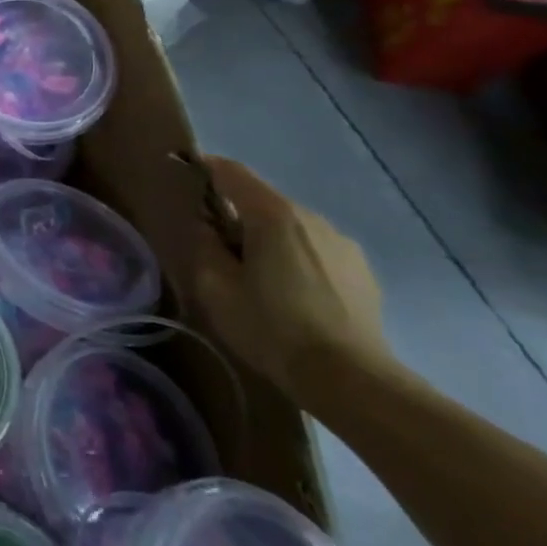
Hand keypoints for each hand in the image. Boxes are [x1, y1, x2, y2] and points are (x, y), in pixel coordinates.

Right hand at [193, 157, 390, 396]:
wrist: (350, 378)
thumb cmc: (271, 328)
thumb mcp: (216, 288)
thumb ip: (205, 246)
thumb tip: (207, 227)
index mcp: (273, 215)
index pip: (232, 173)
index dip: (205, 167)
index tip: (185, 170)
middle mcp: (311, 218)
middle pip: (262, 201)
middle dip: (237, 215)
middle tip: (218, 248)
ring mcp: (342, 243)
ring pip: (291, 227)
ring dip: (269, 239)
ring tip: (258, 277)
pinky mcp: (362, 270)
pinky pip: (316, 250)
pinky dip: (297, 259)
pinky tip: (293, 295)